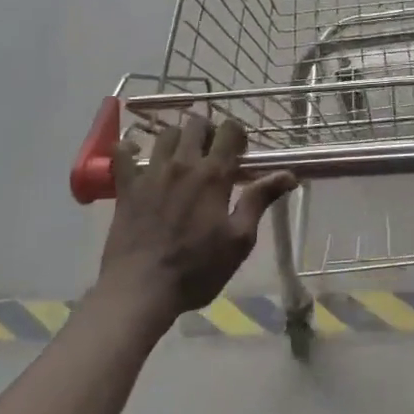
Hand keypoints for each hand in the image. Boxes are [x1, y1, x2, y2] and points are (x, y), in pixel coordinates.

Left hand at [97, 114, 296, 320]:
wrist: (141, 289)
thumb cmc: (197, 269)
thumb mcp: (239, 239)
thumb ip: (260, 200)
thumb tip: (289, 174)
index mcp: (213, 175)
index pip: (229, 131)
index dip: (237, 134)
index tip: (239, 152)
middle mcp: (182, 164)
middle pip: (196, 124)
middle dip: (208, 131)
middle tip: (212, 154)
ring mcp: (151, 173)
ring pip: (165, 133)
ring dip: (177, 138)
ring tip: (181, 157)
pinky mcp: (126, 186)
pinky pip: (123, 152)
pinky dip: (131, 149)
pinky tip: (137, 157)